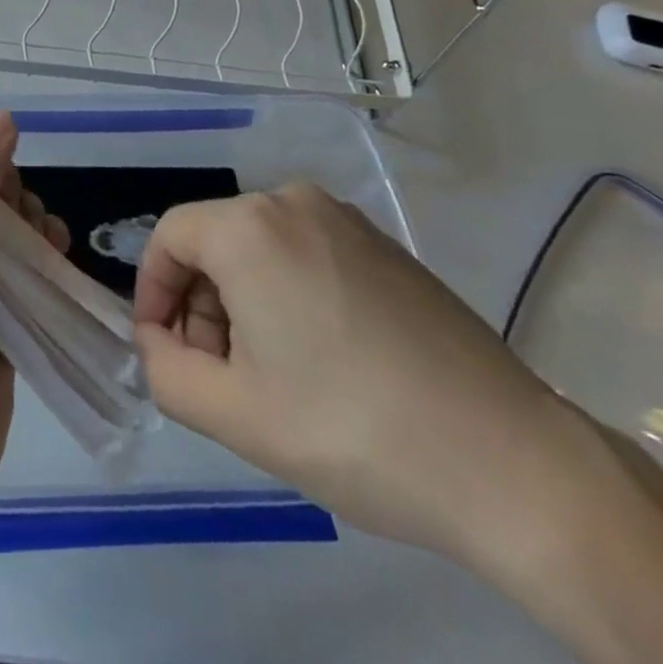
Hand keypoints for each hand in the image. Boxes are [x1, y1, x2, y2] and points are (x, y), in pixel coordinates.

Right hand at [132, 182, 582, 563]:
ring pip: (259, 249)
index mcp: (250, 227)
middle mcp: (294, 202)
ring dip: (242, 304)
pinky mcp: (384, 246)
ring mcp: (346, 220)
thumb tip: (159, 339)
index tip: (162, 349)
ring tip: (270, 378)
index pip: (169, 237)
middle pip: (215, 242)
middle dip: (200, 305)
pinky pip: (305, 254)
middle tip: (219, 376)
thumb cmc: (352, 429)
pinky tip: (319, 360)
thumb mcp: (234, 414)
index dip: (151, 291)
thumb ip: (164, 369)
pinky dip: (287, 294)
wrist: (511, 461)